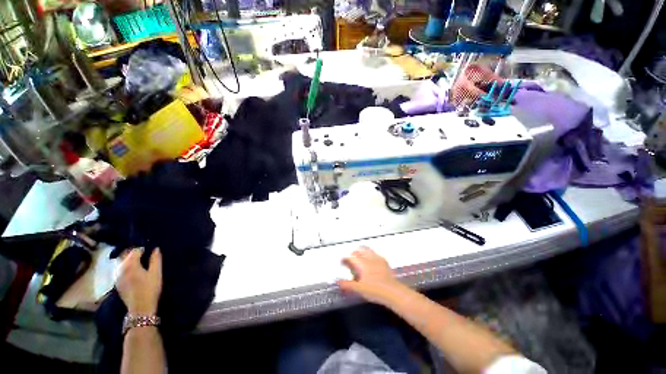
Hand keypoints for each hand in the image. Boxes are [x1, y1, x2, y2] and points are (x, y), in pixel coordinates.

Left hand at [116, 248, 161, 314]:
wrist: (140, 308)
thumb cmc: (150, 289)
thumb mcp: (156, 273)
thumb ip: (155, 259)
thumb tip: (156, 249)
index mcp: (131, 265)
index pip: (135, 251)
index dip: (143, 249)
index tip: (150, 250)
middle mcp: (121, 269)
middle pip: (126, 255)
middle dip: (134, 253)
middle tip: (145, 254)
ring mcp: (117, 277)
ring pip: (121, 263)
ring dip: (129, 260)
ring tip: (139, 262)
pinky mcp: (117, 283)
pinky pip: (120, 270)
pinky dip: (126, 267)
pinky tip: (133, 271)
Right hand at [338, 247, 406, 305]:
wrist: (392, 292)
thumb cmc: (374, 290)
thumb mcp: (359, 289)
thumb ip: (348, 285)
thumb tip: (338, 282)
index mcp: (362, 264)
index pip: (351, 258)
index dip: (345, 259)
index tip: (342, 261)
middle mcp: (369, 258)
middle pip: (360, 250)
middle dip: (354, 252)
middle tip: (351, 256)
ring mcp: (378, 259)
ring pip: (368, 250)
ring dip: (362, 251)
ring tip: (360, 255)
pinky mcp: (384, 262)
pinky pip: (376, 254)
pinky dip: (371, 255)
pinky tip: (372, 260)